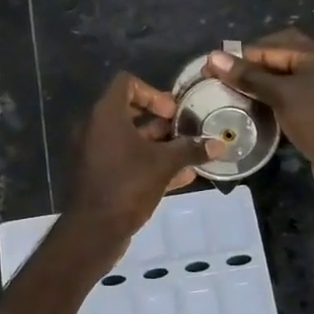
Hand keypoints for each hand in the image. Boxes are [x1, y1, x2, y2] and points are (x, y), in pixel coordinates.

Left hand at [64, 73, 207, 235]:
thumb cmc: (128, 185)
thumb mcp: (165, 164)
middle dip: (160, 120)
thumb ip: (191, 149)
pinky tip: (179, 177)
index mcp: (106, 114)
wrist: (93, 230)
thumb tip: (219, 144)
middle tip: (183, 130)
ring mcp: (93, 152)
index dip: (152, 92)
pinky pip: (124, 159)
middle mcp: (95, 127)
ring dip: (157, 143)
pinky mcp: (97, 174)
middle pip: (129, 110)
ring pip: (128, 138)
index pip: (126, 83)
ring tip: (187, 154)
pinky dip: (147, 162)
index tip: (172, 112)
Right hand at [204, 30, 313, 202]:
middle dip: (250, 68)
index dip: (239, 55)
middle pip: (279, 59)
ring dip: (259, 87)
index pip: (270, 45)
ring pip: (283, 81)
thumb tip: (213, 57)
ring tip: (229, 96)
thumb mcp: (282, 94)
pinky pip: (289, 101)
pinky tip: (251, 113)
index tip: (209, 68)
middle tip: (222, 80)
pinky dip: (270, 104)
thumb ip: (248, 76)